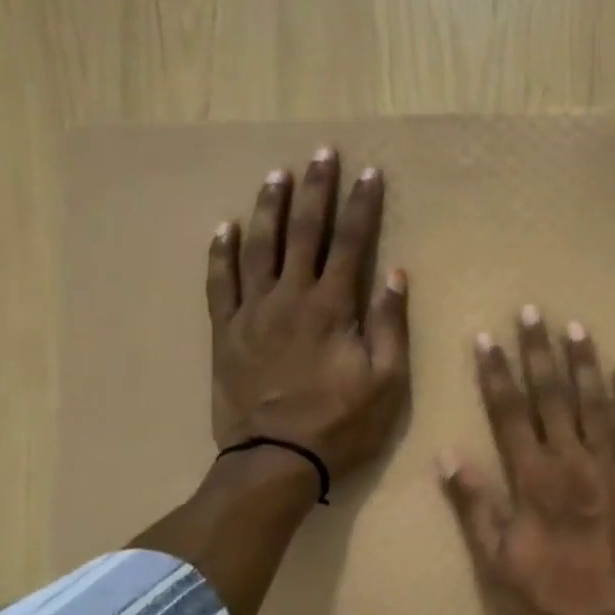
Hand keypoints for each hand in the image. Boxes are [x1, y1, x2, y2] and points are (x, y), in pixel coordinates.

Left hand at [207, 149, 410, 482]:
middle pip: (303, 232)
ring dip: (269, 208)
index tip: (369, 172)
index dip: (362, 205)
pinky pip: (219, 283)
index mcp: (332, 307)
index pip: (351, 242)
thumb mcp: (387, 381)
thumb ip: (389, 323)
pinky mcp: (225, 333)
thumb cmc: (341, 423)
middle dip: (316, 190)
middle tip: (321, 154)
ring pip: (258, 247)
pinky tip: (224, 227)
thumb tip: (395, 273)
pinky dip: (221, 252)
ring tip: (276, 175)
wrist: (276, 460)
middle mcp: (290, 298)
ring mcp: (252, 313)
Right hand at [439, 306, 614, 614]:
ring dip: (585, 364)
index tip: (486, 337)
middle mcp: (572, 461)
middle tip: (533, 312)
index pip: (509, 412)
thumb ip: (474, 505)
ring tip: (577, 328)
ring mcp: (610, 466)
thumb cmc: (546, 596)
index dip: (496, 373)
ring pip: (595, 403)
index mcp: (533, 478)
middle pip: (552, 395)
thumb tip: (448, 454)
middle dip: (539, 351)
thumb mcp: (494, 560)